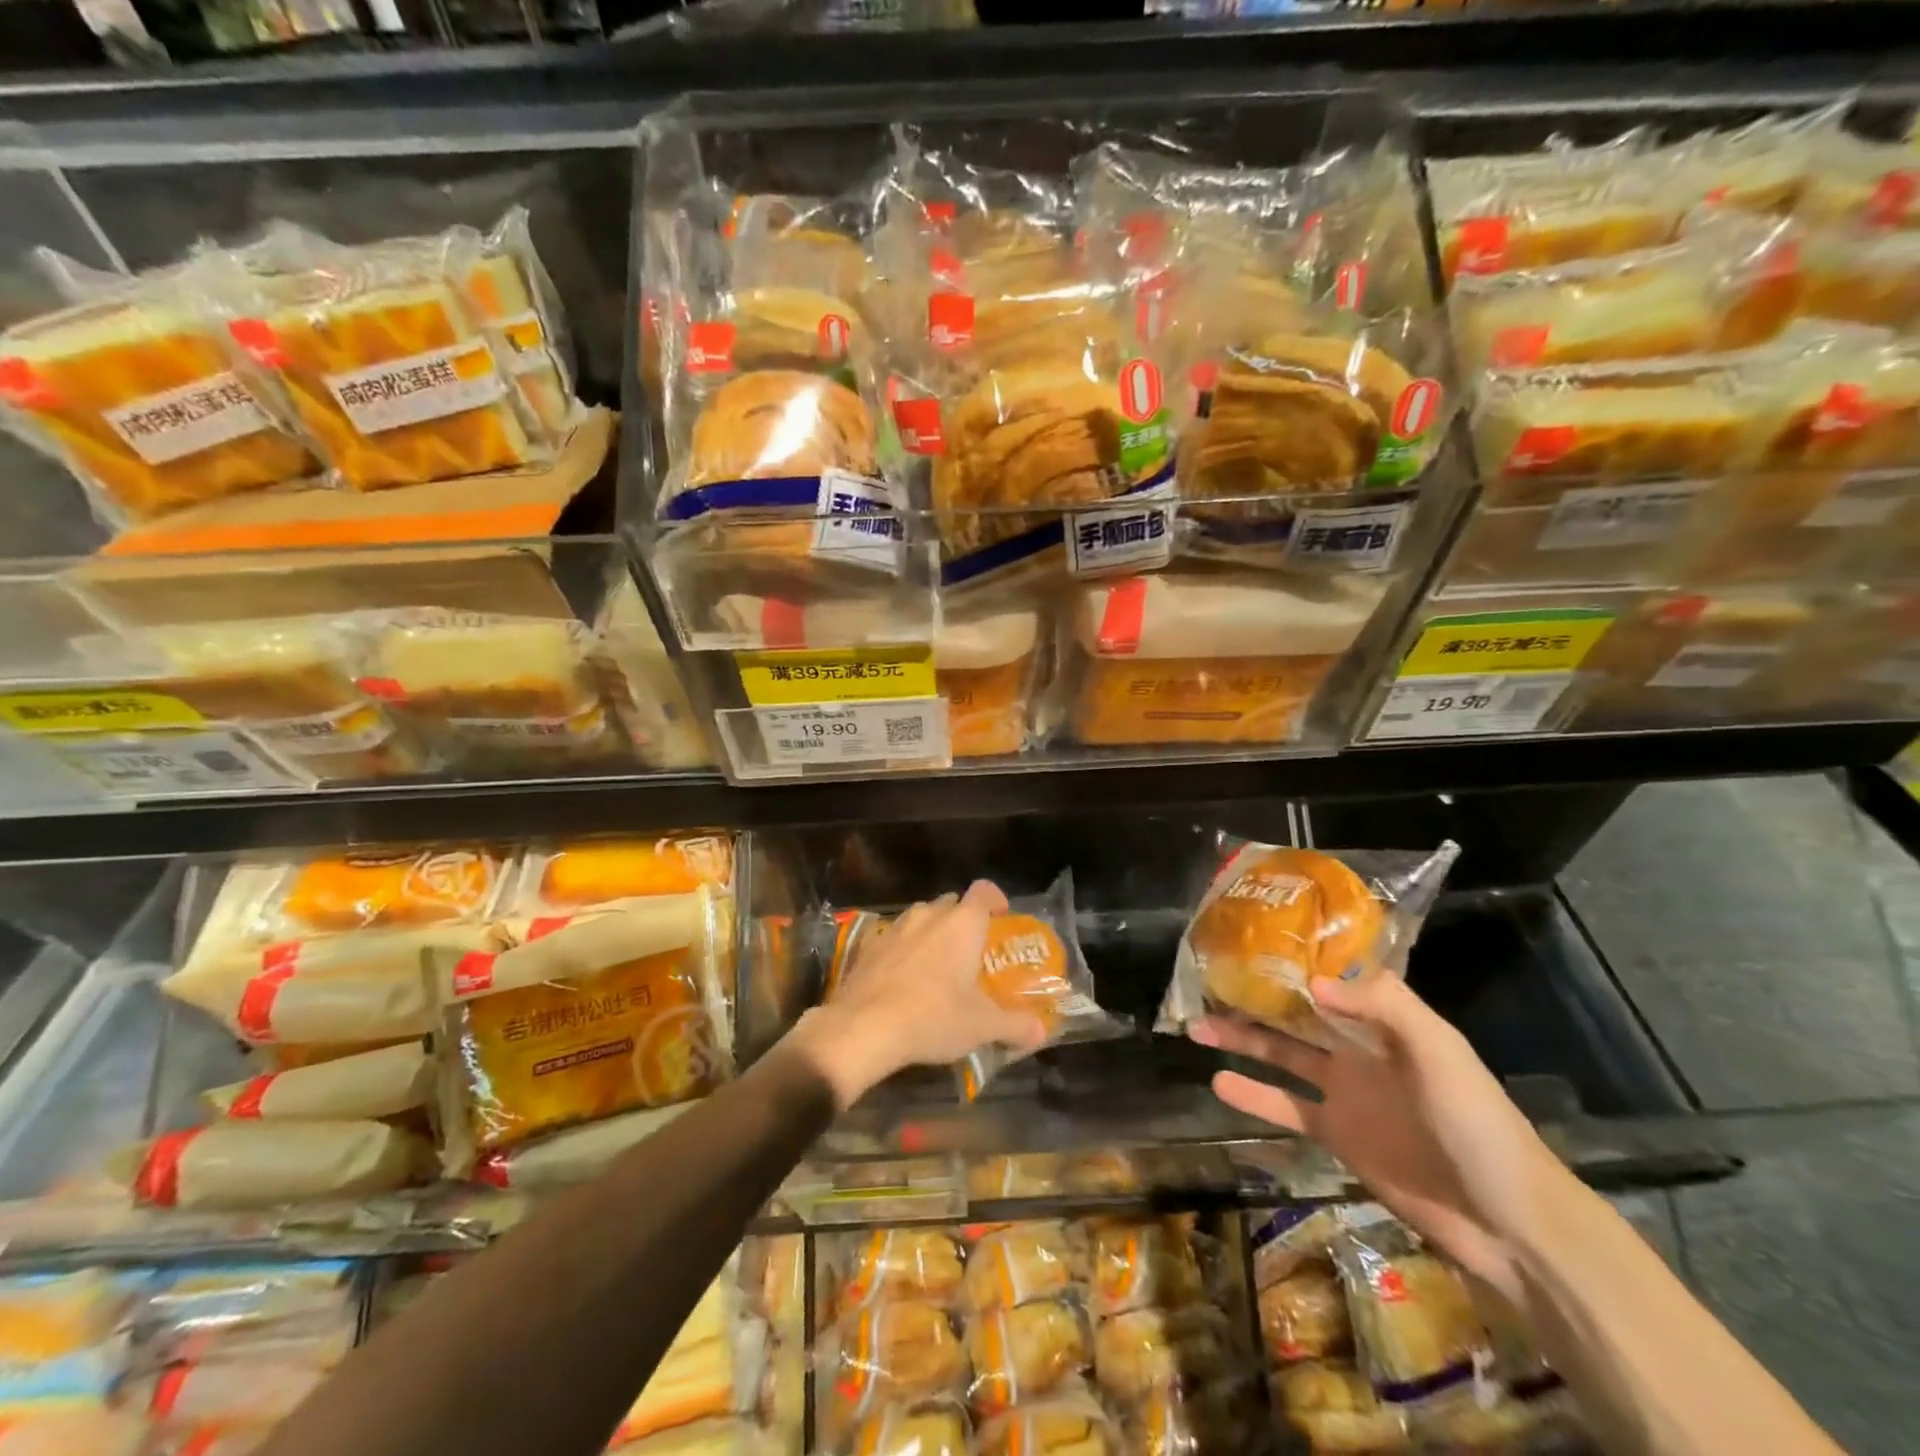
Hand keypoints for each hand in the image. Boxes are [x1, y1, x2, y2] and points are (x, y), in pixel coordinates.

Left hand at [787, 881, 1049, 1108]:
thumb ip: (1014, 1025)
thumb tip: (1040, 1032)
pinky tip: (902, 978)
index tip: (1001, 917)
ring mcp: (894, 927)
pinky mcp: (867, 946)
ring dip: (932, 934)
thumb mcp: (981, 1026)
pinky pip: (893, 937)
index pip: (984, 890)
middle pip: (952, 904)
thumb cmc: (932, 1017)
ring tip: (938, 966)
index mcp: (962, 923)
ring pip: (920, 918)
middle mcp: (928, 915)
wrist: (862, 1027)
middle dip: (963, 921)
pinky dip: (903, 950)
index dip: (995, 899)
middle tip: (972, 952)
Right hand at [1193, 974, 1570, 1301]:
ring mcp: (1346, 1092)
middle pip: (1298, 1013)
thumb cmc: (1478, 1124)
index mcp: (1389, 1021)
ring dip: (1242, 1038)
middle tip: (1207, 981)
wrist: (1507, 1223)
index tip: (1252, 940)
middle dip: (1256, 996)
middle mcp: (1361, 1048)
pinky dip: (1253, 1095)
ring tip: (1196, 1026)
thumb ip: (1383, 1007)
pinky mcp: (1336, 1134)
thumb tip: (1312, 982)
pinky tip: (1218, 1082)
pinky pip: (1286, 1106)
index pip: (1335, 978)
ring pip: (1282, 1054)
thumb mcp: (1439, 1052)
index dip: (1297, 959)